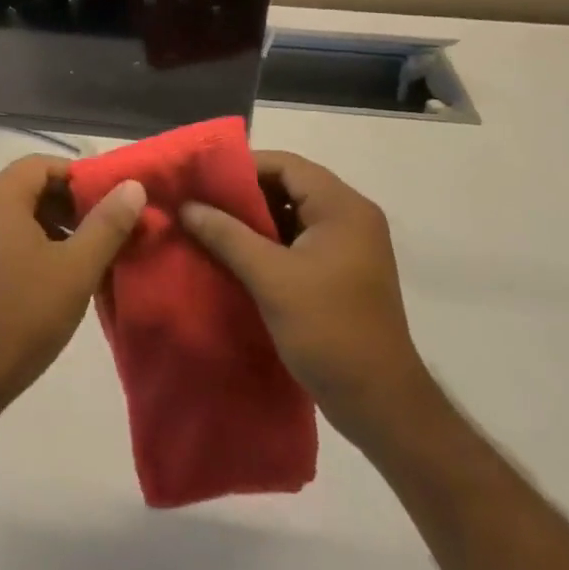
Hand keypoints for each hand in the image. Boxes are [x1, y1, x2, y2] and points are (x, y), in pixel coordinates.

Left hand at [0, 155, 145, 416]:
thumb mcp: (76, 269)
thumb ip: (107, 224)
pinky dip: (28, 243)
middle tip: (102, 230)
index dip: (78, 177)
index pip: (42, 165)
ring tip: (83, 254)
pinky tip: (52, 275)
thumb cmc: (23, 315)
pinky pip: (0, 236)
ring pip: (15, 214)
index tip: (108, 202)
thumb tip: (133, 187)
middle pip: (28, 187)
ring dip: (50, 225)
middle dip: (67, 203)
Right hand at [181, 151, 432, 446]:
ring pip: (292, 214)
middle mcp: (350, 217)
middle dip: (245, 193)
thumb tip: (186, 206)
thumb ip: (226, 235)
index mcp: (342, 207)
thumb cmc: (329, 330)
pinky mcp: (343, 271)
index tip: (203, 180)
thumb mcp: (270, 278)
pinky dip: (269, 242)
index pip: (286, 164)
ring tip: (211, 226)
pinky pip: (299, 240)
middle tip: (202, 202)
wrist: (382, 405)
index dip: (243, 167)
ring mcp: (349, 245)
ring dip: (255, 219)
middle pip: (289, 185)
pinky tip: (236, 255)